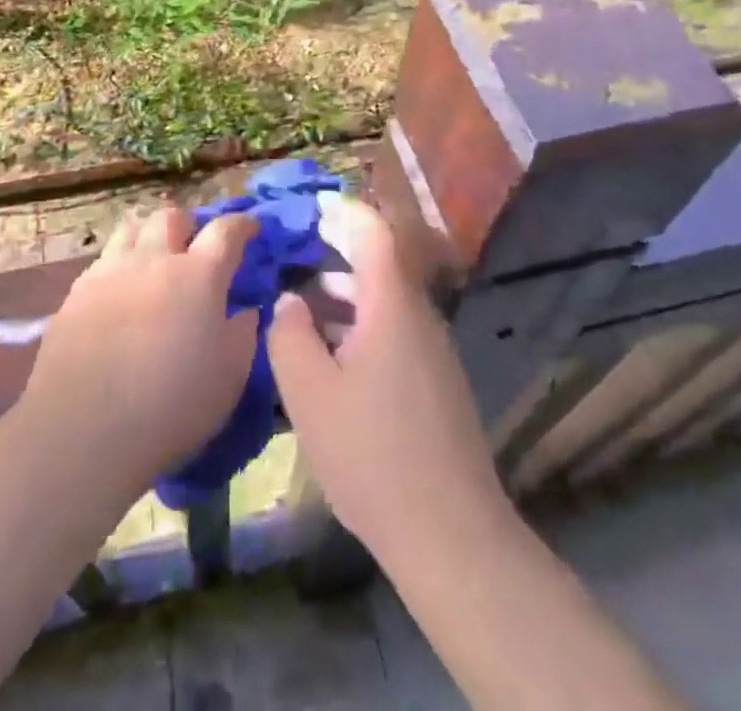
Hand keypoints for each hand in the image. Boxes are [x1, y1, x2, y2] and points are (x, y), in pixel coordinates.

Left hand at [21, 206, 258, 498]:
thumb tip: (246, 310)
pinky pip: (103, 260)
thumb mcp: (229, 377)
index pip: (226, 231)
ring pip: (132, 228)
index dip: (241, 224)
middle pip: (172, 217)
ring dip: (148, 235)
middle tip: (193, 245)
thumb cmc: (171, 404)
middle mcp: (155, 260)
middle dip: (188, 224)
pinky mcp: (77, 293)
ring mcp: (111, 272)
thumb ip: (243, 335)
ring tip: (152, 257)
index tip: (250, 227)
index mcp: (199, 275)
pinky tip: (119, 290)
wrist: (84, 427)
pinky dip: (118, 264)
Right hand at [268, 197, 508, 557]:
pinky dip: (362, 324)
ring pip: (387, 301)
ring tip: (305, 304)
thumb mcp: (309, 392)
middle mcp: (419, 316)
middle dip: (338, 252)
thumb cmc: (371, 453)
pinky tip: (333, 355)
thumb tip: (290, 299)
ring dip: (347, 293)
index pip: (373, 232)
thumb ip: (290, 334)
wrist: (450, 532)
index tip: (311, 207)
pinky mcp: (437, 382)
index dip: (343, 212)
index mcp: (392, 305)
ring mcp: (433, 351)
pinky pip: (396, 330)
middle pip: (381, 264)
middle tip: (296, 252)